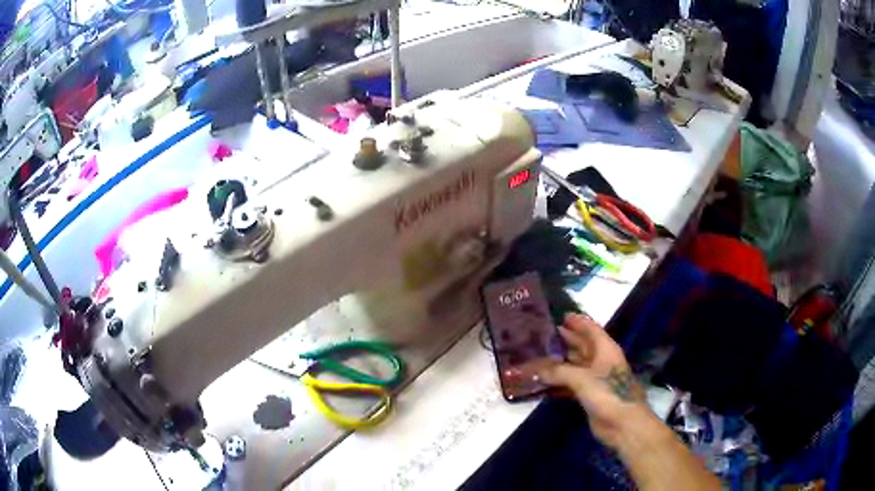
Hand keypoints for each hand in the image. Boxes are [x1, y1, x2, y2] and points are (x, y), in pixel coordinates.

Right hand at [536, 313, 649, 448]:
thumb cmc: (608, 393)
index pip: (591, 329)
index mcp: (605, 349)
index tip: (560, 315)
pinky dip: (559, 382)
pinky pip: (571, 384)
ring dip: (560, 362)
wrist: (622, 423)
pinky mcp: (590, 395)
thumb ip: (558, 372)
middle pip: (582, 346)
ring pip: (575, 365)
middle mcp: (601, 361)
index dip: (577, 321)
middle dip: (566, 340)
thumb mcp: (582, 378)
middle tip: (544, 334)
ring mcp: (596, 379)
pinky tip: (544, 382)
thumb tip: (536, 368)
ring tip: (539, 356)